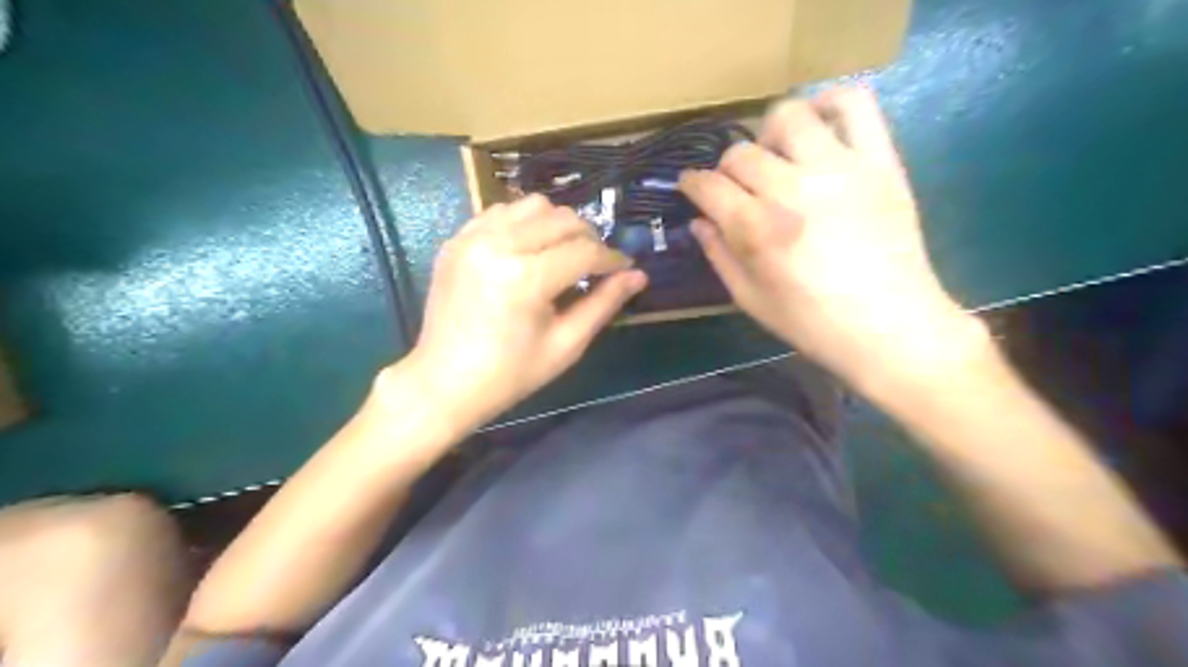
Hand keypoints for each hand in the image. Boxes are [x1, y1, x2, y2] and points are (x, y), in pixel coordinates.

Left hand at [396, 196, 640, 423]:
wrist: (444, 383)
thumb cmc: (510, 374)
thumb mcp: (565, 344)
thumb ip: (603, 304)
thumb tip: (638, 275)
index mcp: (526, 278)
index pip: (585, 251)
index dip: (612, 259)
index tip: (624, 269)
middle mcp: (498, 245)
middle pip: (562, 218)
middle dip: (588, 238)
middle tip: (594, 265)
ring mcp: (472, 238)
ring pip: (532, 205)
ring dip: (556, 225)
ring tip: (561, 254)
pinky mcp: (456, 240)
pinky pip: (500, 212)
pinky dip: (523, 224)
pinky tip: (527, 251)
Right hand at [678, 86, 984, 398]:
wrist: (890, 328)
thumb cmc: (813, 324)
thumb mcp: (751, 300)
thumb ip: (719, 256)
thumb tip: (699, 222)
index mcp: (755, 228)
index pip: (707, 186)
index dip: (692, 185)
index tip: (692, 188)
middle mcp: (790, 188)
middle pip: (740, 153)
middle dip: (727, 170)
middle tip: (739, 188)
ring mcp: (838, 168)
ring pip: (788, 116)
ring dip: (769, 133)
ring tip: (777, 155)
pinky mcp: (878, 161)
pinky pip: (855, 105)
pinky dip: (831, 102)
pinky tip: (819, 123)